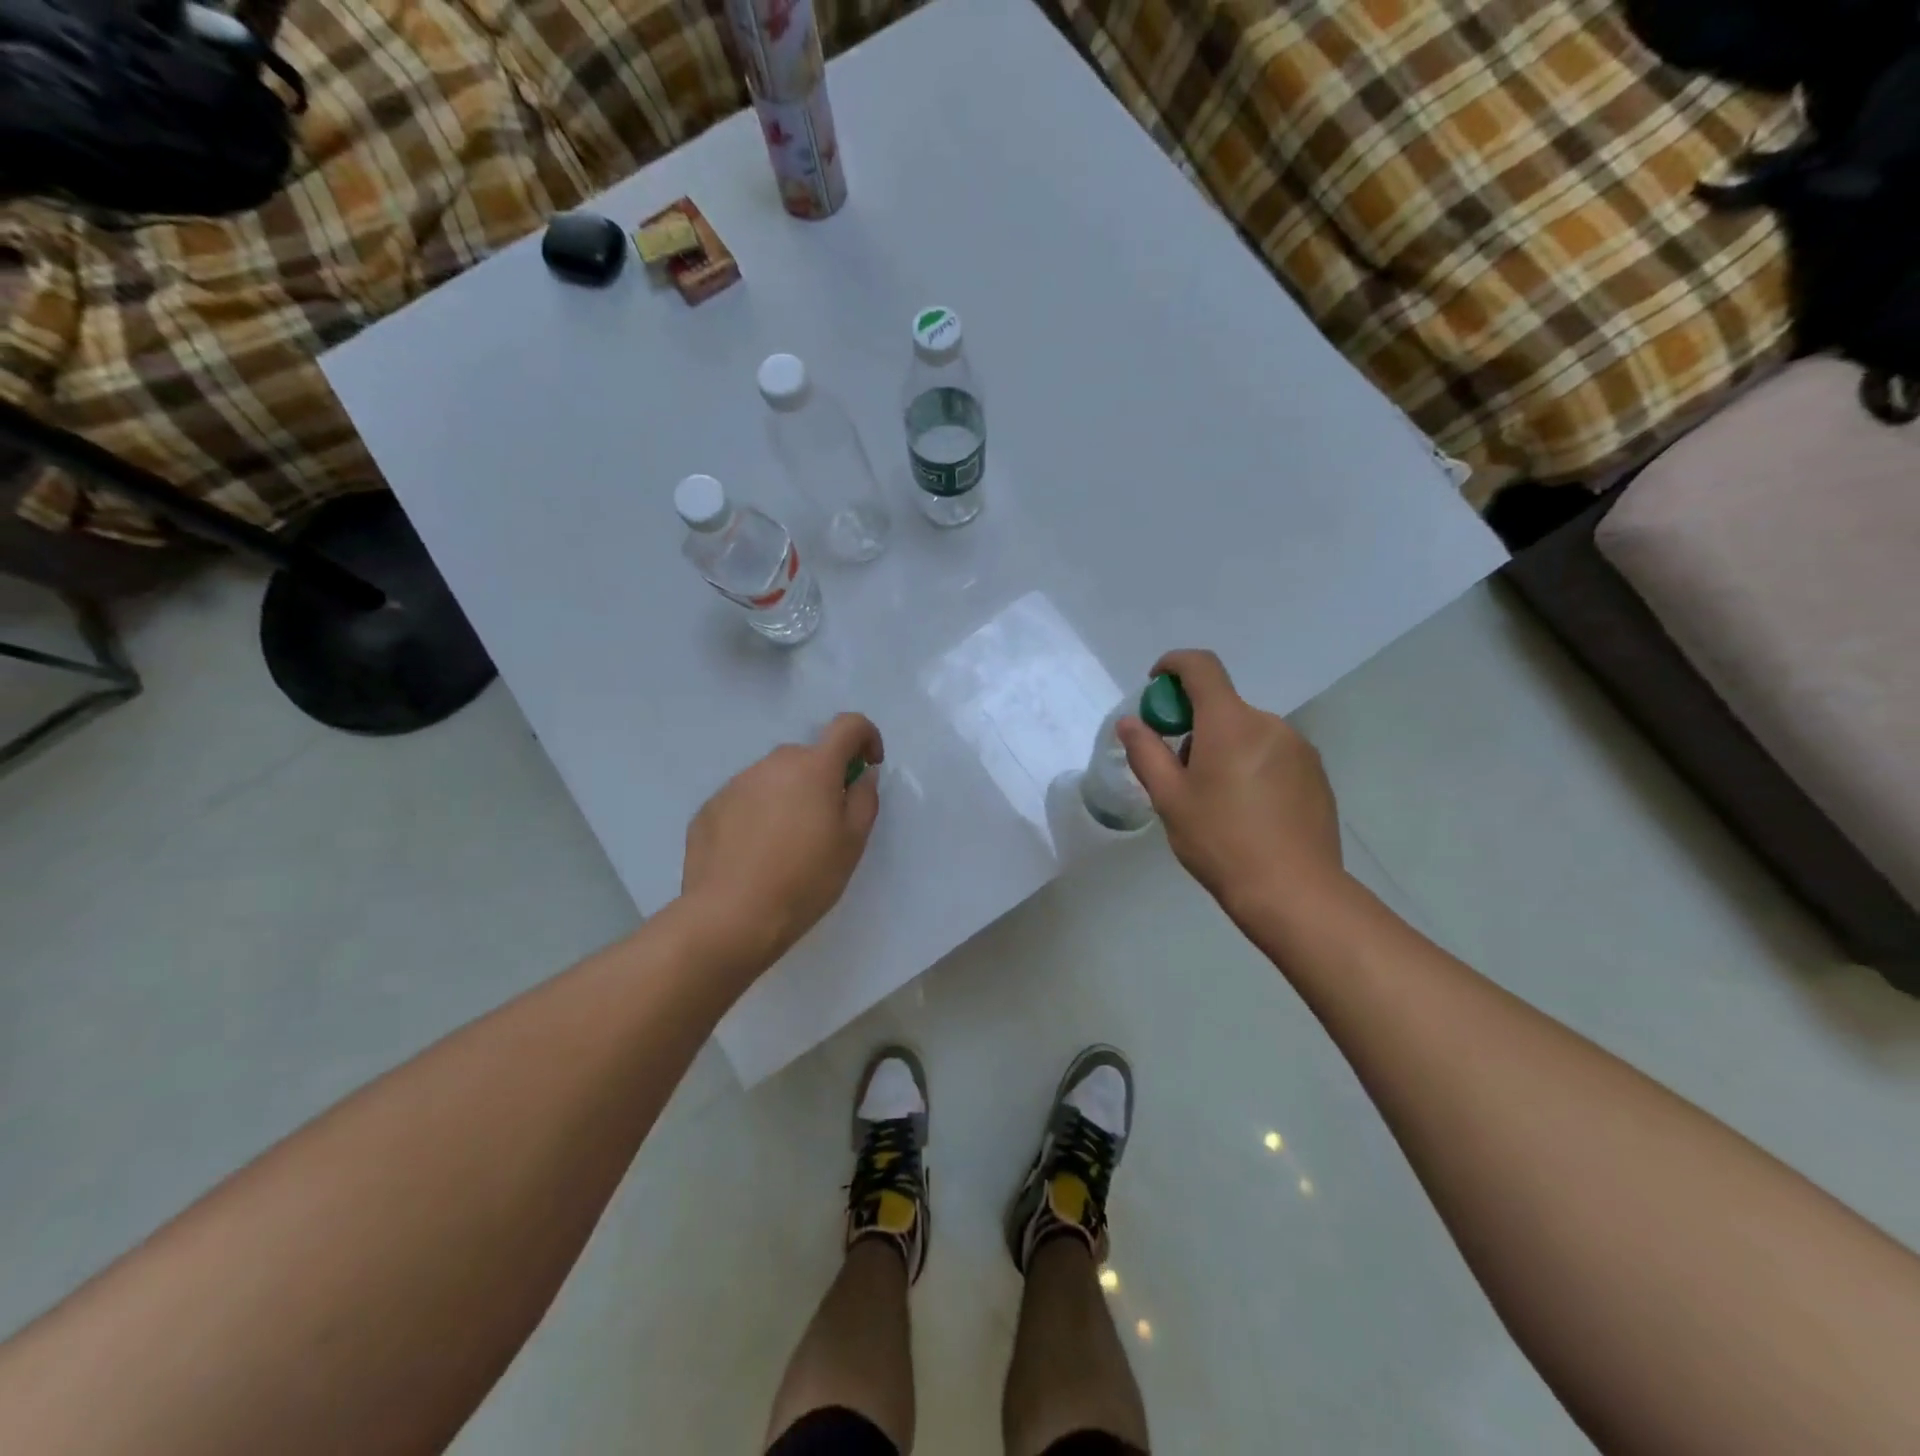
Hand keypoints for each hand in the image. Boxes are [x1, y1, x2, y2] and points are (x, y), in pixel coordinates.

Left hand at [681, 713, 884, 970]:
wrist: (730, 917)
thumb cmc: (805, 880)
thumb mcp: (852, 843)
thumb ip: (864, 799)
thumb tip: (862, 774)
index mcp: (814, 767)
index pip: (847, 726)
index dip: (866, 736)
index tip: (868, 764)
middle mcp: (773, 764)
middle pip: (807, 757)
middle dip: (822, 778)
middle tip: (826, 823)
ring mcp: (736, 784)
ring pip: (773, 779)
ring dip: (787, 797)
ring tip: (786, 846)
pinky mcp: (709, 808)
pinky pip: (744, 801)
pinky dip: (756, 816)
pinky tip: (754, 856)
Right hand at [1118, 650, 1342, 925]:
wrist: (1293, 891)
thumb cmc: (1220, 841)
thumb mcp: (1169, 799)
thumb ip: (1146, 753)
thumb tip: (1131, 723)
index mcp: (1230, 723)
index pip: (1201, 667)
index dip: (1173, 665)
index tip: (1156, 687)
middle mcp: (1269, 723)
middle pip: (1222, 706)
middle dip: (1195, 726)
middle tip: (1180, 774)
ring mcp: (1298, 747)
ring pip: (1248, 732)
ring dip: (1225, 748)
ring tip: (1216, 800)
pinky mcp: (1316, 773)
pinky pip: (1273, 753)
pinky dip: (1252, 765)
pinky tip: (1249, 812)